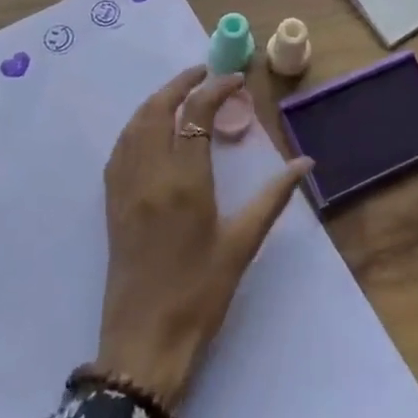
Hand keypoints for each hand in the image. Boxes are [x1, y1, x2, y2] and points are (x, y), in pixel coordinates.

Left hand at [97, 66, 312, 410]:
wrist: (144, 344)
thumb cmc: (200, 294)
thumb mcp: (242, 244)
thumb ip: (273, 197)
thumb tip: (304, 162)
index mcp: (184, 181)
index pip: (196, 114)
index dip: (216, 89)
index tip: (236, 80)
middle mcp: (150, 175)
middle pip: (157, 109)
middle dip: (180, 84)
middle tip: (205, 73)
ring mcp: (125, 188)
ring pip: (134, 126)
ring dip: (156, 101)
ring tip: (181, 94)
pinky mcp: (112, 205)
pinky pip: (120, 150)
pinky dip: (136, 126)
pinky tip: (150, 130)